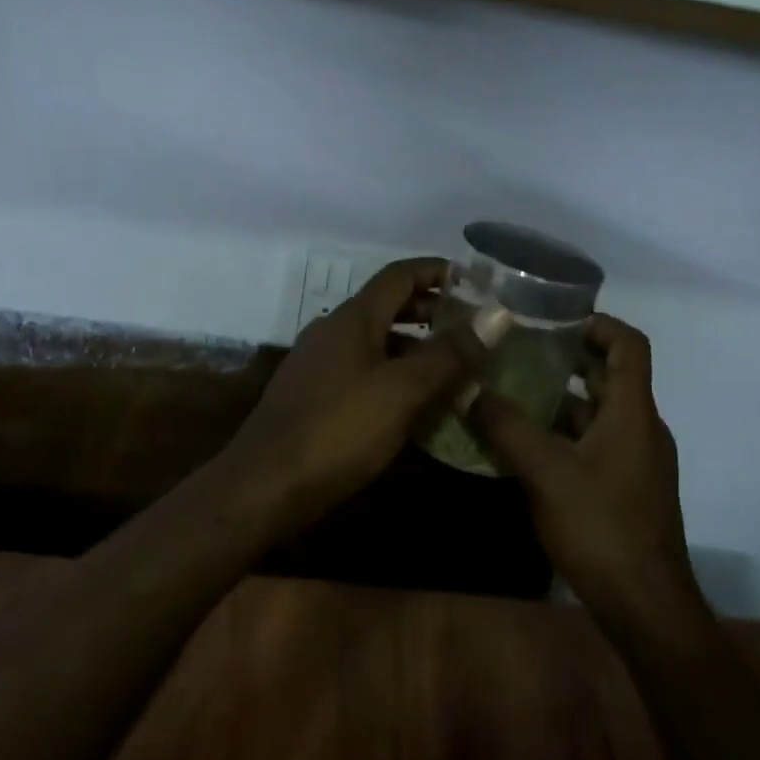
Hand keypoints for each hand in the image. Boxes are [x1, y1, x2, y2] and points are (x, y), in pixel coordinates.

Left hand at [226, 257, 484, 532]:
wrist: (262, 488)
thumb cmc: (337, 431)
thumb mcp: (403, 391)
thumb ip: (450, 354)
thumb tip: (497, 315)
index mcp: (352, 318)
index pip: (400, 275)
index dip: (437, 271)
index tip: (475, 280)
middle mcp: (332, 331)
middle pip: (387, 306)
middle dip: (430, 310)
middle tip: (471, 325)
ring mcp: (318, 365)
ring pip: (376, 341)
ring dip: (414, 346)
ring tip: (453, 365)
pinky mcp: (313, 397)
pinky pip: (362, 370)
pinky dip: (394, 374)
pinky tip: (414, 403)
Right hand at [470, 315, 705, 629]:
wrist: (646, 607)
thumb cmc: (601, 527)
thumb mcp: (545, 472)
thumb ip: (506, 427)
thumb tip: (469, 389)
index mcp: (633, 411)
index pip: (629, 344)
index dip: (596, 323)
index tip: (554, 320)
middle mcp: (641, 427)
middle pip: (609, 375)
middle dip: (566, 359)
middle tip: (519, 350)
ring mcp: (636, 459)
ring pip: (598, 412)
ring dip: (561, 398)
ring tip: (512, 391)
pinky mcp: (627, 486)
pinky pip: (596, 442)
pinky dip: (565, 432)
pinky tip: (526, 444)